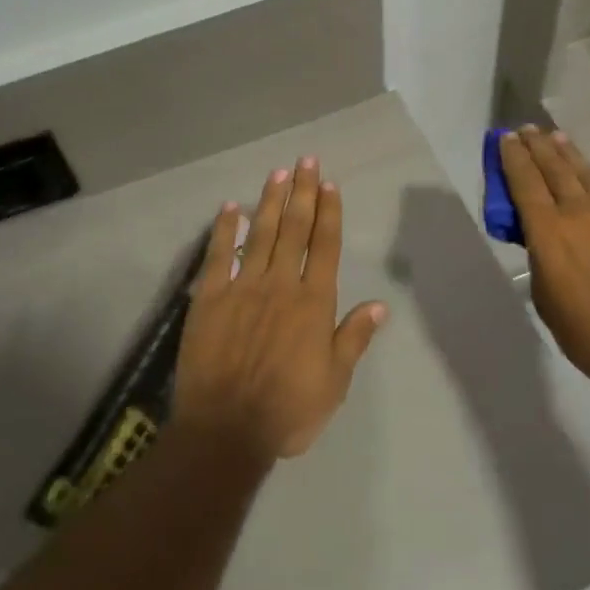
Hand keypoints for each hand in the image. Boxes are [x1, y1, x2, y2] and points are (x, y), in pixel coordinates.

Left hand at [173, 157, 388, 460]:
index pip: (325, 246)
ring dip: (270, 202)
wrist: (226, 430)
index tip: (329, 184)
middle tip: (305, 160)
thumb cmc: (288, 411)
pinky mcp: (210, 298)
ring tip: (277, 174)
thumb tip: (379, 304)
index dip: (329, 212)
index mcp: (313, 303)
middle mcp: (281, 285)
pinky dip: (225, 229)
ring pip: (261, 234)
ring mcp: (243, 288)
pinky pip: (219, 256)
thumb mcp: (334, 382)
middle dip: (302, 192)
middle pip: (295, 230)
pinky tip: (231, 207)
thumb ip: (353, 338)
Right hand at [500, 127, 589, 385]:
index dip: (514, 158)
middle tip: (528, 130)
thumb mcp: (545, 297)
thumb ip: (541, 259)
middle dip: (538, 147)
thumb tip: (546, 243)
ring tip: (557, 138)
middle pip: (555, 169)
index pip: (525, 182)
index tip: (506, 138)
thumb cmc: (585, 331)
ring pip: (587, 175)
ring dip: (569, 154)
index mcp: (549, 231)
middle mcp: (580, 214)